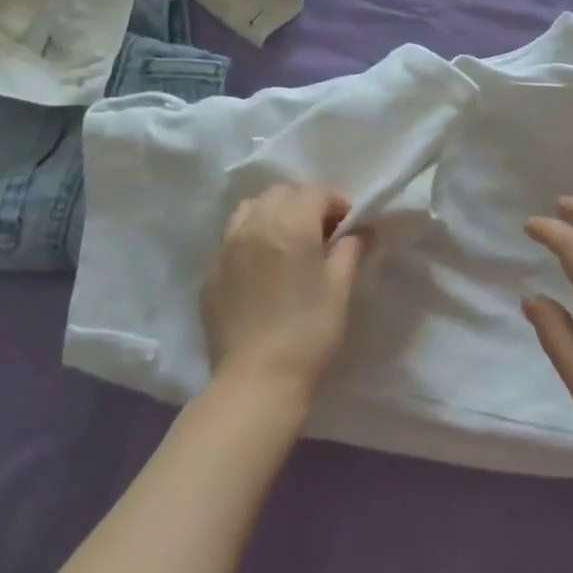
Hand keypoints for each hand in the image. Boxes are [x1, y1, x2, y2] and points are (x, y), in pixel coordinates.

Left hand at [202, 184, 368, 401]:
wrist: (257, 380)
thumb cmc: (309, 331)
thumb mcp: (340, 288)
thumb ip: (351, 249)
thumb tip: (361, 229)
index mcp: (290, 224)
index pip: (316, 192)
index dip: (338, 203)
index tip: (350, 225)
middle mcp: (254, 225)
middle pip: (281, 193)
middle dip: (305, 203)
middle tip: (321, 232)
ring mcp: (226, 247)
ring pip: (251, 208)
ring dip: (273, 213)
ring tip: (287, 242)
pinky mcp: (211, 272)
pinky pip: (232, 239)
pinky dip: (251, 239)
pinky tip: (263, 268)